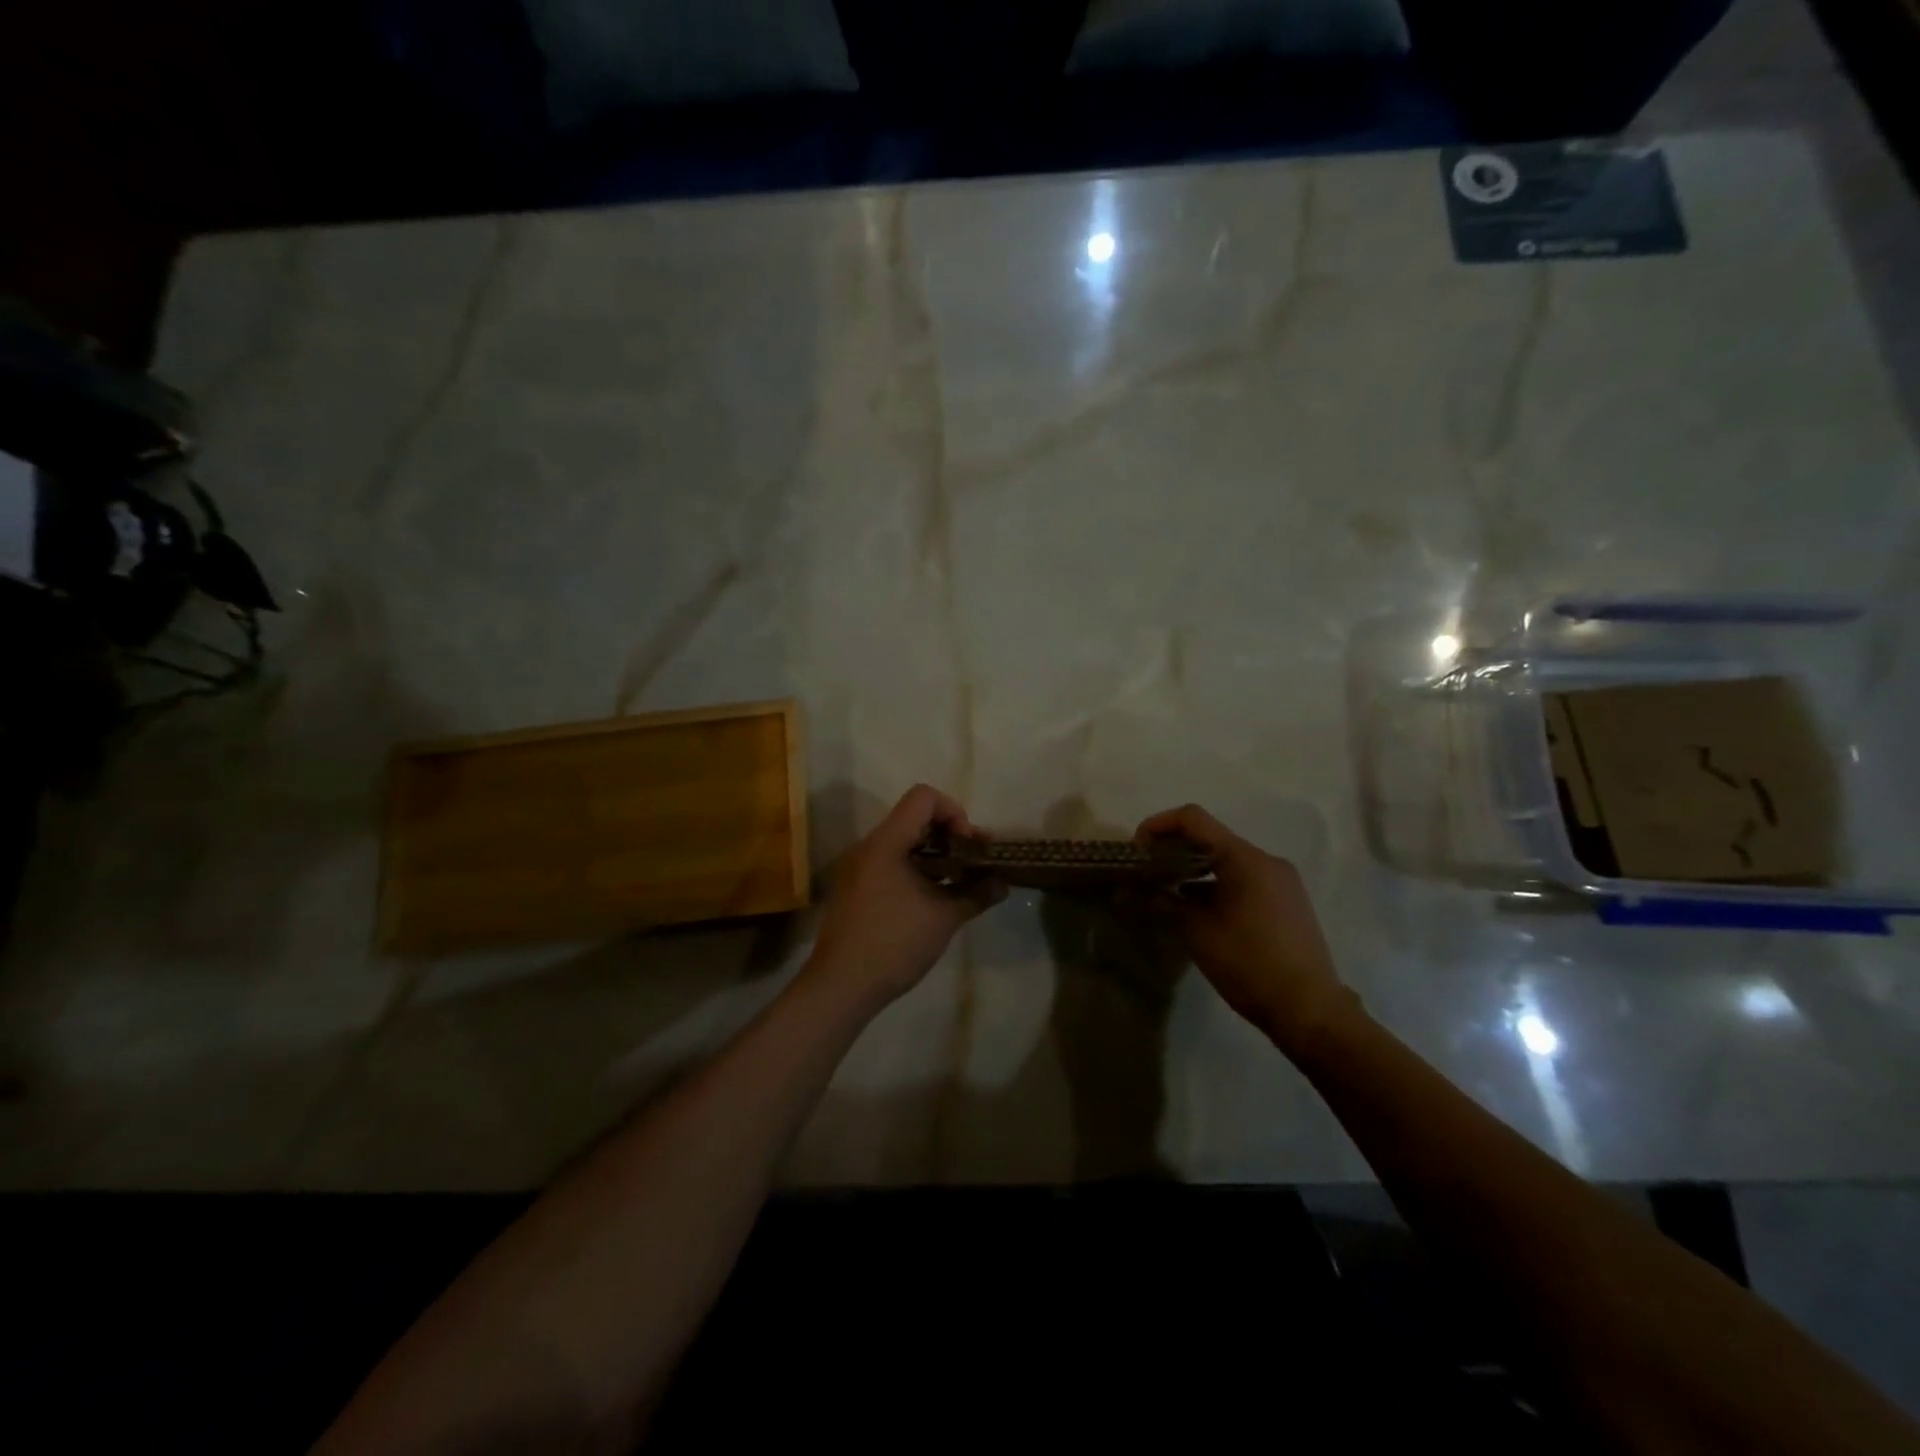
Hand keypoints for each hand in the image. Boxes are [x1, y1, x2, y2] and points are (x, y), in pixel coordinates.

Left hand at [803, 785, 1005, 1015]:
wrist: (840, 987)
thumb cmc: (894, 944)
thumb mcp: (944, 918)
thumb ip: (976, 893)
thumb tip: (1002, 883)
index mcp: (886, 842)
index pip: (923, 797)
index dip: (954, 812)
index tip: (969, 845)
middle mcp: (868, 846)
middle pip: (914, 817)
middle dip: (949, 834)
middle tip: (973, 862)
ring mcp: (858, 868)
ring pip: (902, 842)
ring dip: (934, 854)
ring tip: (958, 881)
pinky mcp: (855, 888)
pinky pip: (889, 862)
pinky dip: (915, 868)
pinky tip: (932, 898)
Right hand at [1136, 804, 1353, 1053]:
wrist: (1309, 1010)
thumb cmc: (1249, 964)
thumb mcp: (1198, 933)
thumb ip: (1165, 903)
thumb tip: (1136, 892)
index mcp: (1245, 859)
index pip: (1193, 819)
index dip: (1158, 825)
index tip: (1137, 850)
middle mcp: (1266, 860)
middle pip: (1210, 838)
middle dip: (1174, 849)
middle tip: (1146, 872)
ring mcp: (1281, 881)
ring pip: (1227, 860)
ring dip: (1194, 869)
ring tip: (1167, 893)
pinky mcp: (1287, 901)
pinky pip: (1244, 879)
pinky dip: (1216, 885)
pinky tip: (1198, 910)